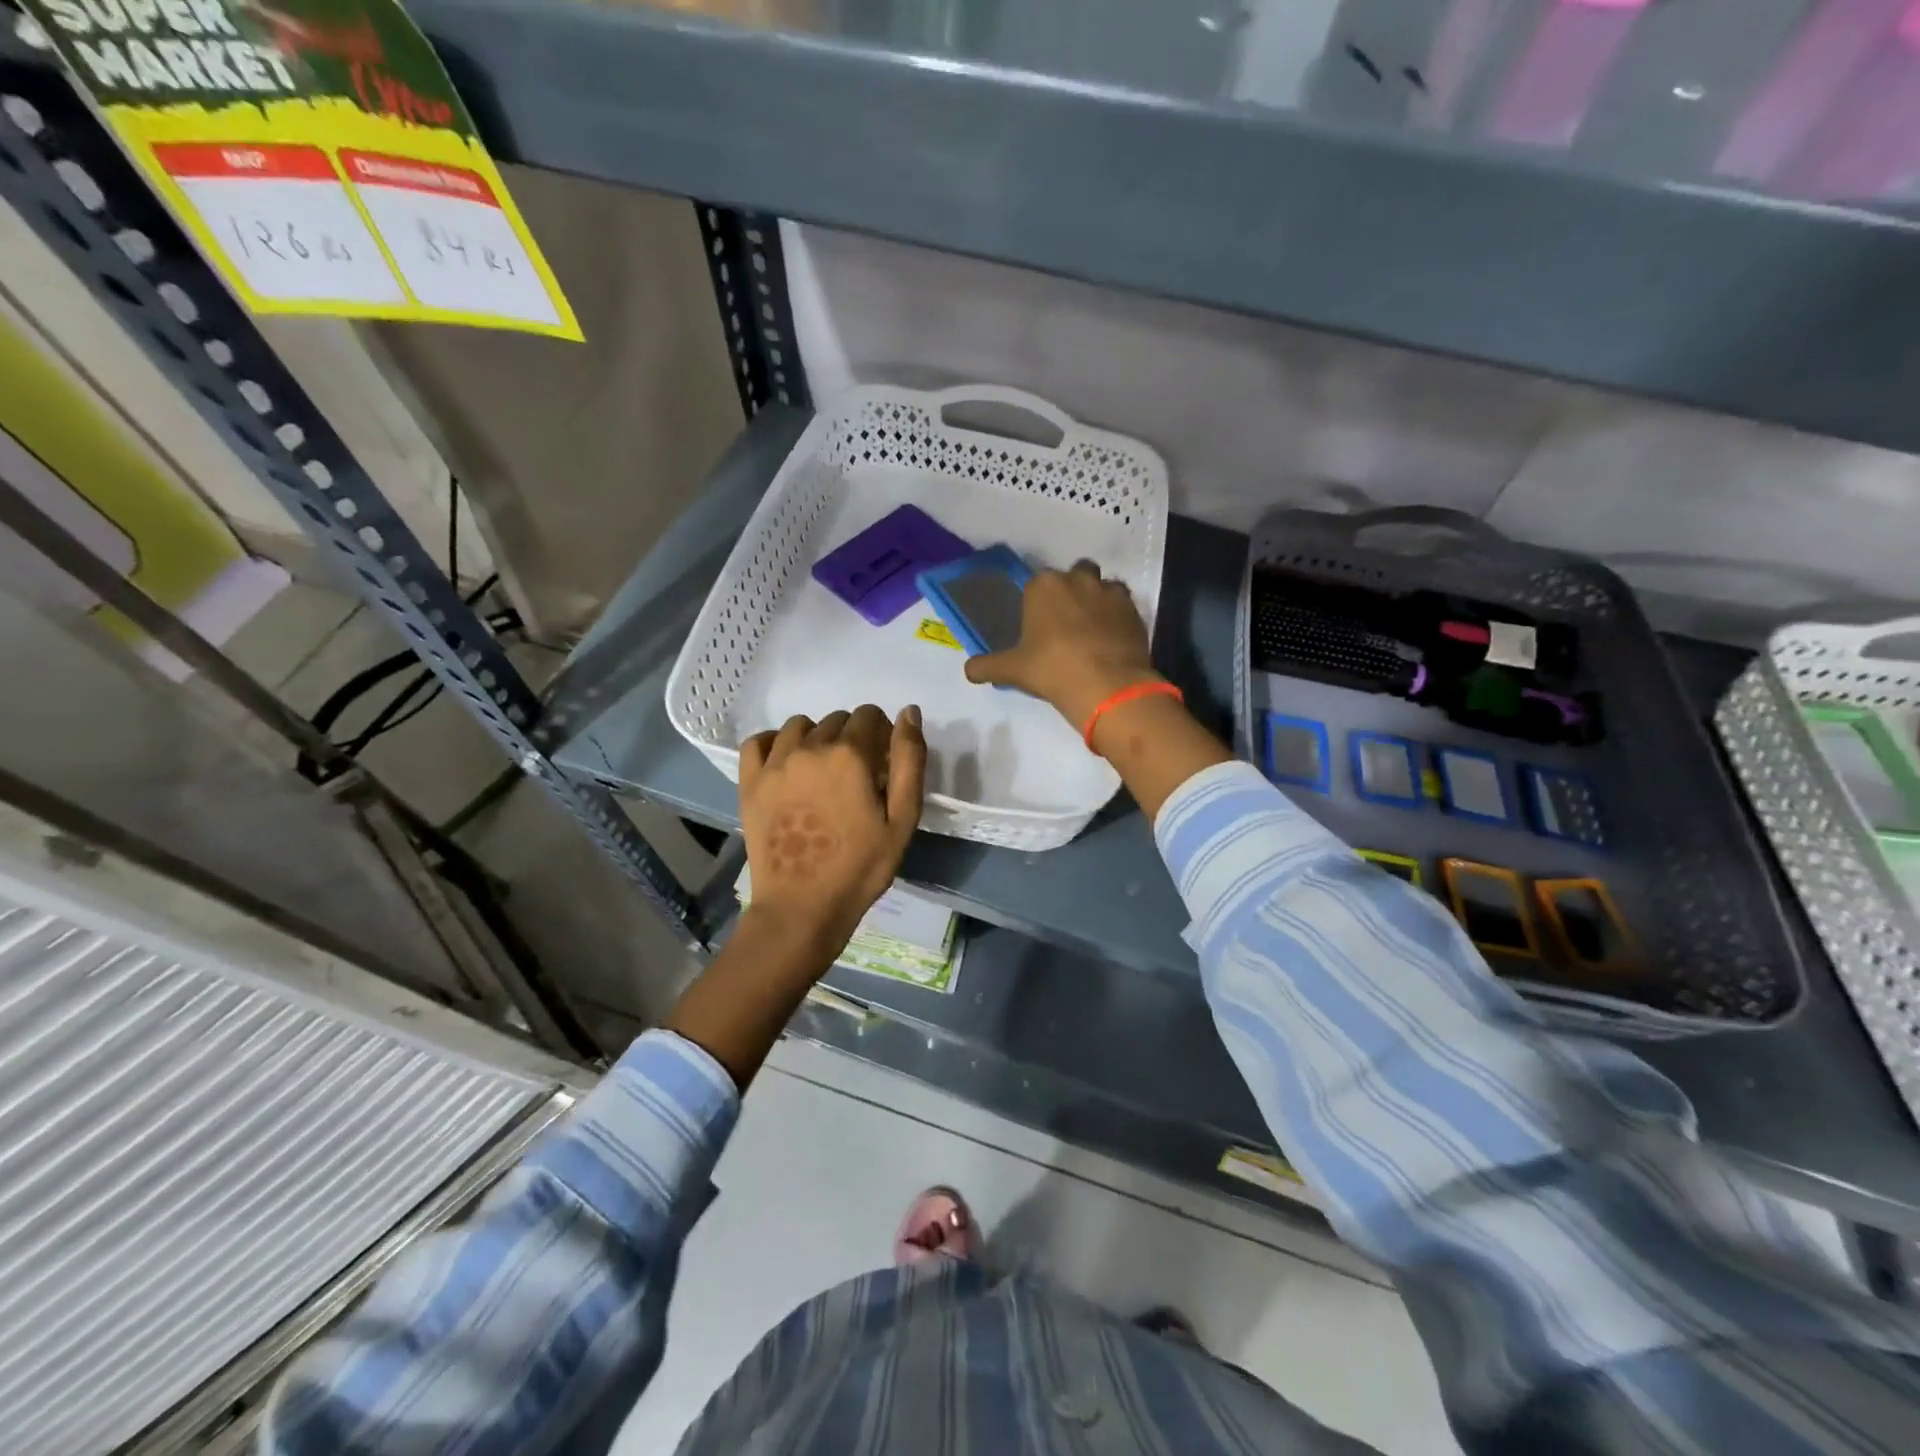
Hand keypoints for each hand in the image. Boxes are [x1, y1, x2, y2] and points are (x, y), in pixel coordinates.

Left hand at [738, 704, 926, 956]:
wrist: (802, 907)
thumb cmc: (861, 867)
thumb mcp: (903, 818)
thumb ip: (909, 760)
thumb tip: (909, 712)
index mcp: (850, 755)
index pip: (868, 715)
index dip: (881, 734)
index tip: (883, 764)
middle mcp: (810, 748)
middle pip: (836, 720)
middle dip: (852, 738)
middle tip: (857, 777)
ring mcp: (775, 764)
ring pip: (799, 726)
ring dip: (816, 738)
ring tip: (823, 772)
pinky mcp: (750, 783)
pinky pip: (759, 741)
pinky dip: (775, 743)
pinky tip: (787, 763)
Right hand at [963, 560, 1160, 729]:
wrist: (1106, 685)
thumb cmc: (1052, 669)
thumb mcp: (1012, 670)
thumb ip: (987, 666)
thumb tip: (967, 670)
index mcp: (1043, 586)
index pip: (1036, 585)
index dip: (1038, 605)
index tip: (1039, 627)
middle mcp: (1077, 578)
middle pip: (1073, 576)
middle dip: (1071, 593)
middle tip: (1066, 625)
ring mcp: (1109, 590)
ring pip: (1101, 587)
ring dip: (1097, 601)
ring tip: (1092, 631)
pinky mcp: (1134, 608)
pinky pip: (1123, 605)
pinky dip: (1117, 617)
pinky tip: (1111, 639)